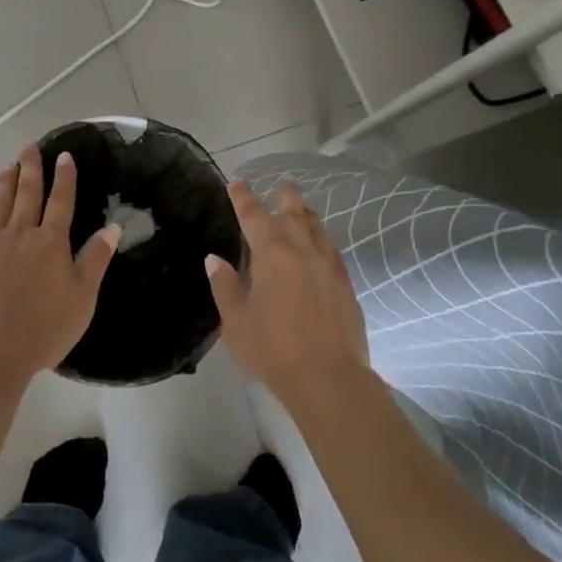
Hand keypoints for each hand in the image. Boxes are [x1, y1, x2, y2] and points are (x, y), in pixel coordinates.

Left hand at [0, 144, 120, 388]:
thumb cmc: (45, 327)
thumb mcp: (83, 296)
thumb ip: (96, 259)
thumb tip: (113, 227)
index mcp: (51, 242)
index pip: (61, 202)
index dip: (64, 178)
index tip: (64, 155)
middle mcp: (21, 235)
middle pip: (27, 195)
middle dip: (30, 169)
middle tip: (28, 147)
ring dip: (3, 185)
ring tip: (6, 166)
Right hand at [206, 179, 368, 403]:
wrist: (329, 379)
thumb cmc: (273, 350)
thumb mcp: (236, 322)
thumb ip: (225, 286)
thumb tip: (214, 259)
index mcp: (271, 255)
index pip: (253, 216)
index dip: (243, 197)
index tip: (237, 182)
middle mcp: (302, 252)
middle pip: (294, 213)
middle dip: (286, 196)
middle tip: (284, 182)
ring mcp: (328, 267)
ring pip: (318, 229)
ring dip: (307, 215)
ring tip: (303, 208)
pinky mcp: (346, 286)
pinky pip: (332, 251)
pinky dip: (323, 239)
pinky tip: (322, 247)